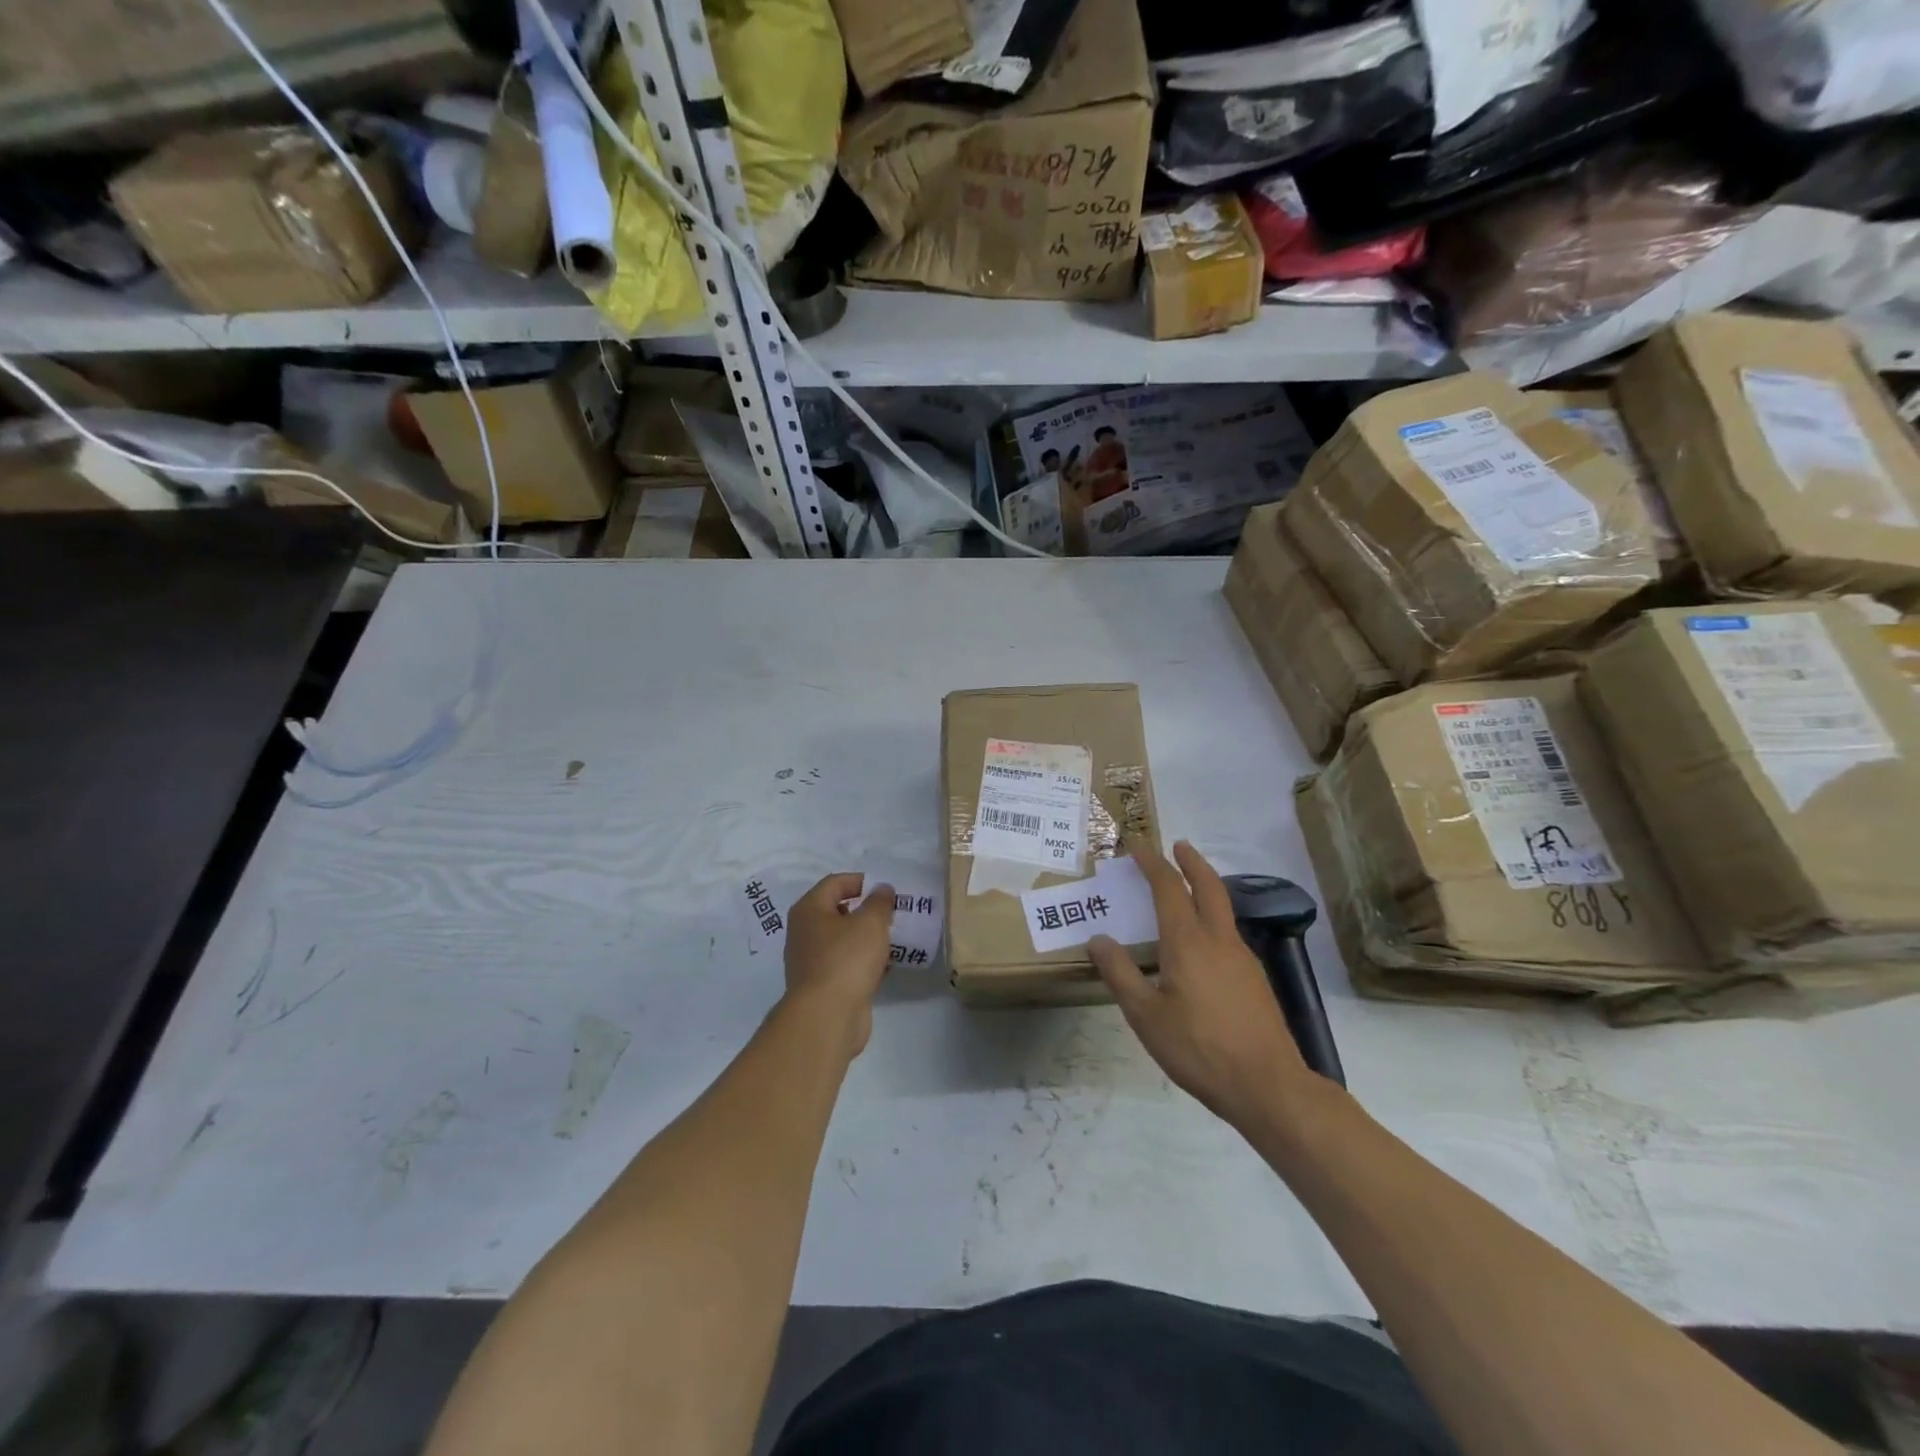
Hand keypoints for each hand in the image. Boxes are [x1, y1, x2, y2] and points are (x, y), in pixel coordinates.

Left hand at [782, 874, 894, 1056]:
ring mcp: (812, 961)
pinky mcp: (823, 986)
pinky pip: (847, 964)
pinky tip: (886, 967)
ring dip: (868, 938)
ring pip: (844, 940)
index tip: (887, 890)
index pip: (835, 883)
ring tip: (894, 939)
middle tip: (893, 914)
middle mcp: (804, 932)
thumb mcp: (871, 922)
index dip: (861, 881)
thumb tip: (882, 889)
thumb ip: (880, 901)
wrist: (827, 1017)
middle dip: (867, 911)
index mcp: (809, 910)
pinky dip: (865, 962)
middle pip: (838, 911)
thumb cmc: (846, 959)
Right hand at [1090, 841, 1313, 1129]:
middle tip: (1177, 846)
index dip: (1152, 863)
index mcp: (1188, 942)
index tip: (1137, 847)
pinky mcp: (1255, 978)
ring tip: (1186, 889)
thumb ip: (1120, 974)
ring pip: (1223, 908)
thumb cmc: (1199, 1048)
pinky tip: (1202, 941)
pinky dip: (1212, 916)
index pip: (1168, 888)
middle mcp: (1218, 939)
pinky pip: (1228, 932)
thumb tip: (1099, 940)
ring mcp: (1242, 957)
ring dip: (1205, 886)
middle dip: (1191, 862)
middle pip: (1208, 886)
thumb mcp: (1146, 1016)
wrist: (1267, 1085)